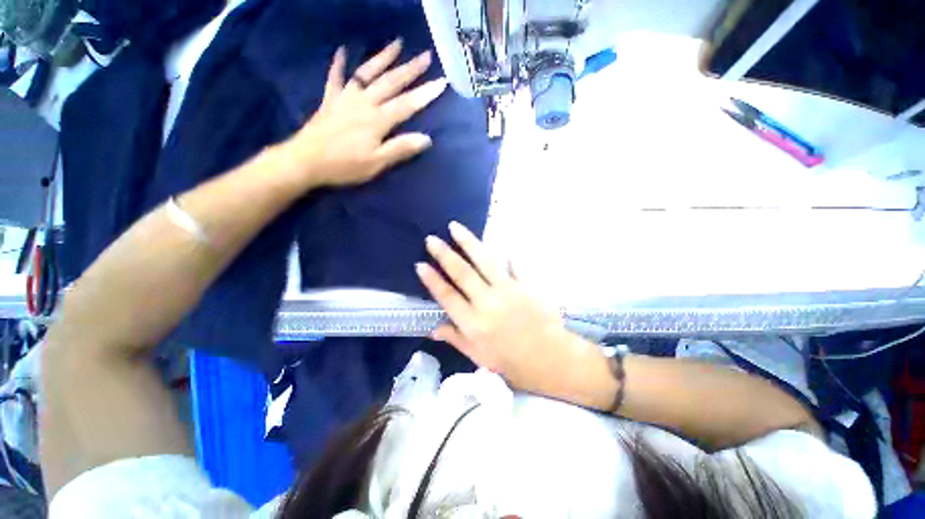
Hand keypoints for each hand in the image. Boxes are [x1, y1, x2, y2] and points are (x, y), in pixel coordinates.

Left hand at [283, 39, 447, 189]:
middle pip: (390, 82)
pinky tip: (342, 51)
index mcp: (378, 120)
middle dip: (410, 69)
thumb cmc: (345, 165)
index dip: (425, 94)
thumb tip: (426, 139)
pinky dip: (339, 64)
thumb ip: (400, 149)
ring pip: (367, 73)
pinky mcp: (330, 100)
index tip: (442, 82)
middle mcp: (364, 103)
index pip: (407, 104)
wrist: (306, 161)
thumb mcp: (377, 163)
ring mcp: (346, 98)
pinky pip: (335, 78)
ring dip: (382, 58)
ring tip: (396, 44)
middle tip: (425, 56)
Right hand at [415, 222, 582, 395]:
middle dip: (444, 254)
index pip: (447, 296)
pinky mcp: (526, 284)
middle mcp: (487, 302)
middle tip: (432, 239)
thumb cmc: (511, 362)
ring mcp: (508, 290)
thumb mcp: (479, 357)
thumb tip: (433, 329)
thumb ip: (456, 339)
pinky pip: (514, 265)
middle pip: (462, 273)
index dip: (432, 280)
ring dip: (468, 243)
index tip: (420, 264)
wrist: (550, 358)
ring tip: (455, 227)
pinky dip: (508, 255)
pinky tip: (503, 245)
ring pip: (484, 261)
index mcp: (473, 322)